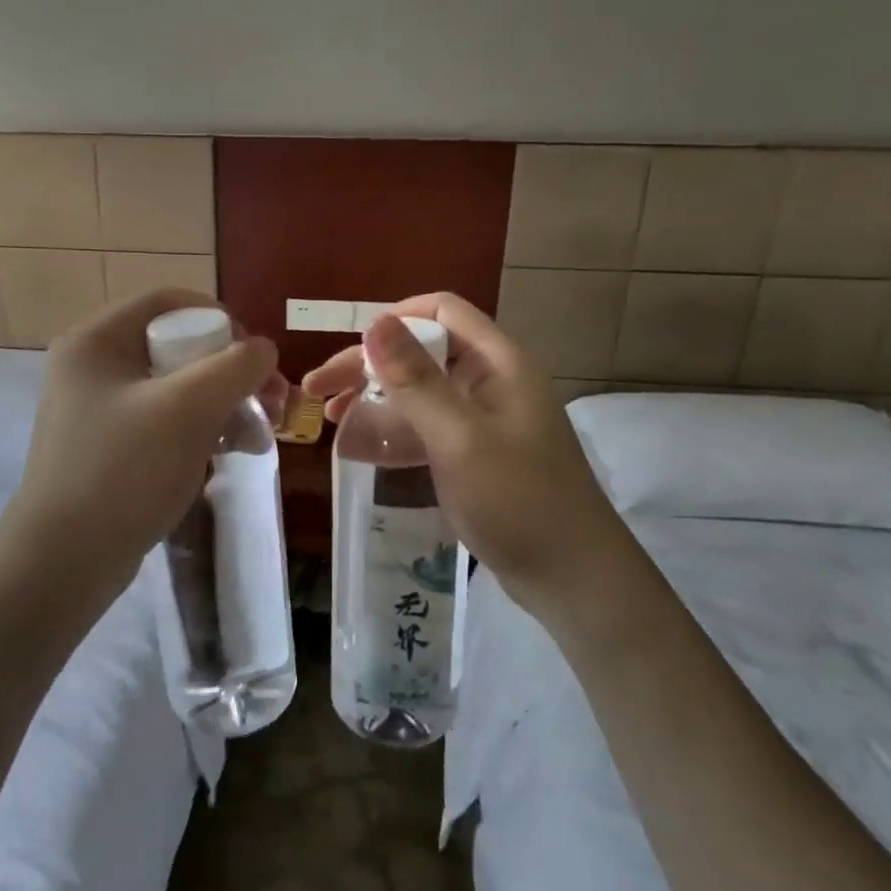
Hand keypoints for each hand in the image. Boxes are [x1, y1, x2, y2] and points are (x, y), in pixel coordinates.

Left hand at [2, 289, 282, 611]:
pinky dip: (202, 431)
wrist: (66, 562)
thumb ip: (234, 367)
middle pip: (178, 347)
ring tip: (259, 438)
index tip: (256, 354)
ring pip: (178, 388)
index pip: (168, 302)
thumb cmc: (123, 471)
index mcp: (97, 340)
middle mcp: (94, 366)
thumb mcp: (187, 409)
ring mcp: (100, 409)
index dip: (220, 318)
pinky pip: (166, 422)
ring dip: (225, 405)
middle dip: (231, 373)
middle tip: (272, 402)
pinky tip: (234, 454)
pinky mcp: (111, 446)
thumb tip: (263, 349)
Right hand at [303, 292, 621, 610]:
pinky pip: (425, 428)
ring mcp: (482, 419)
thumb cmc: (519, 501)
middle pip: (422, 352)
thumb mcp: (460, 438)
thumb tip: (375, 323)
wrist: (572, 579)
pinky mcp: (473, 453)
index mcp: (498, 363)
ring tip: (330, 417)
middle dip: (368, 365)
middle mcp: (490, 381)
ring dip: (374, 398)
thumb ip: (416, 380)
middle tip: (318, 389)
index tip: (350, 352)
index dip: (393, 320)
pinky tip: (358, 447)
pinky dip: (392, 431)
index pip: (441, 311)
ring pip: (419, 391)